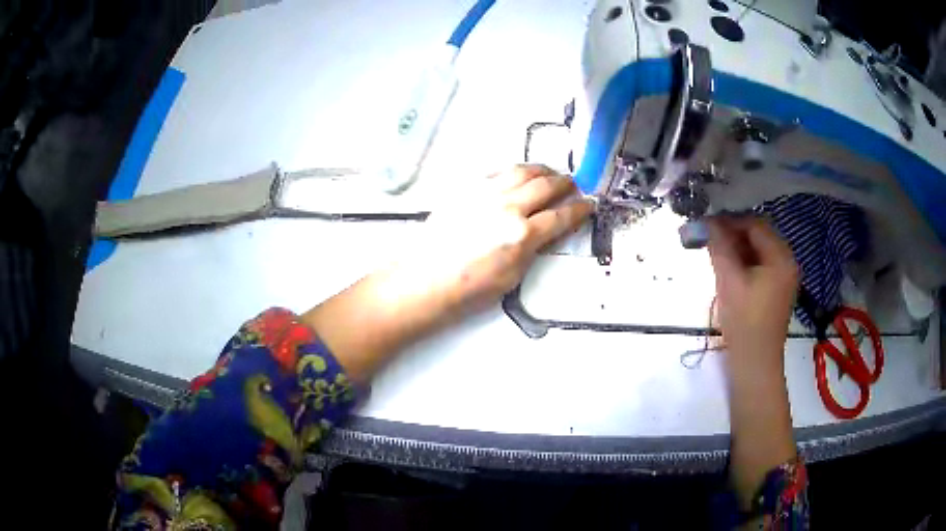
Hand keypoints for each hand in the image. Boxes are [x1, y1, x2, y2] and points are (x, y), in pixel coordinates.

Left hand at [405, 164, 593, 318]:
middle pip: (545, 185)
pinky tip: (518, 175)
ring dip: (542, 169)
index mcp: (521, 235)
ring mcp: (484, 194)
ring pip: (522, 171)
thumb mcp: (512, 277)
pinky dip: (514, 170)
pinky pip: (497, 171)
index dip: (579, 209)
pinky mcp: (465, 189)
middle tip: (573, 184)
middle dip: (565, 183)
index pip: (561, 216)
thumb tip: (546, 231)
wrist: (425, 280)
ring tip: (550, 173)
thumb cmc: (467, 289)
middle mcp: (506, 207)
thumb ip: (533, 249)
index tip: (588, 204)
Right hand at [707, 216, 798, 360]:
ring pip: (758, 250)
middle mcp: (787, 261)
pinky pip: (761, 265)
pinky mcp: (778, 290)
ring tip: (716, 255)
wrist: (755, 364)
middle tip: (709, 240)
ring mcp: (784, 277)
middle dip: (733, 234)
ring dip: (738, 248)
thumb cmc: (744, 322)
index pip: (754, 224)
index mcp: (781, 256)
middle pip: (758, 236)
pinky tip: (729, 270)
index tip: (706, 225)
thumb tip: (706, 221)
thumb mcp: (729, 280)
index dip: (730, 221)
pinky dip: (745, 262)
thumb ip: (719, 246)